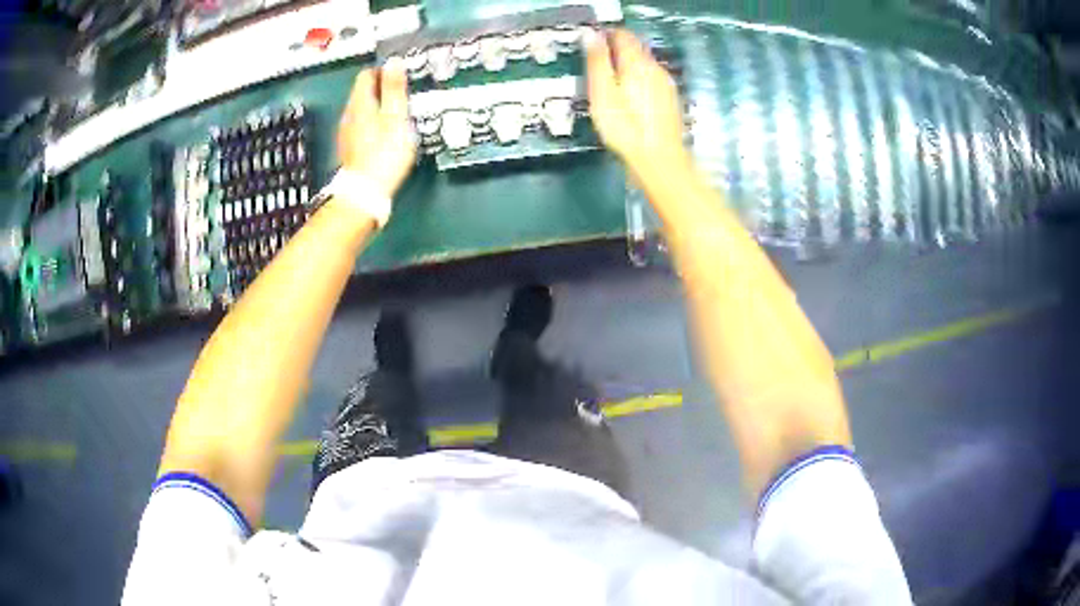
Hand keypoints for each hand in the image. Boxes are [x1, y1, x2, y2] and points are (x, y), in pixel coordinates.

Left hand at [338, 59, 417, 198]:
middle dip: (382, 89)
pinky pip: (360, 126)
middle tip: (403, 95)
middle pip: (363, 91)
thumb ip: (394, 88)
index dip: (384, 71)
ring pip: (362, 109)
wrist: (365, 193)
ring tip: (397, 114)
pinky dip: (372, 123)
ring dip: (378, 107)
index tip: (401, 77)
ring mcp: (346, 132)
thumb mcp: (396, 117)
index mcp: (360, 103)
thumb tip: (393, 60)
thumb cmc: (385, 153)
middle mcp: (349, 114)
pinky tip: (385, 134)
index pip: (367, 74)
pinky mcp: (349, 148)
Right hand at [585, 30, 690, 181]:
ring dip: (628, 64)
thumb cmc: (625, 128)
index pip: (623, 35)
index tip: (591, 41)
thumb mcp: (602, 93)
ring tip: (610, 78)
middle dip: (617, 48)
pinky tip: (630, 95)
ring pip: (645, 63)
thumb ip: (597, 62)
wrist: (660, 160)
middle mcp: (655, 68)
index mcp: (637, 63)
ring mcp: (666, 84)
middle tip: (597, 59)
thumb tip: (591, 36)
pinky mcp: (670, 100)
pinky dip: (638, 78)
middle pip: (636, 48)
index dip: (606, 34)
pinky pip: (652, 78)